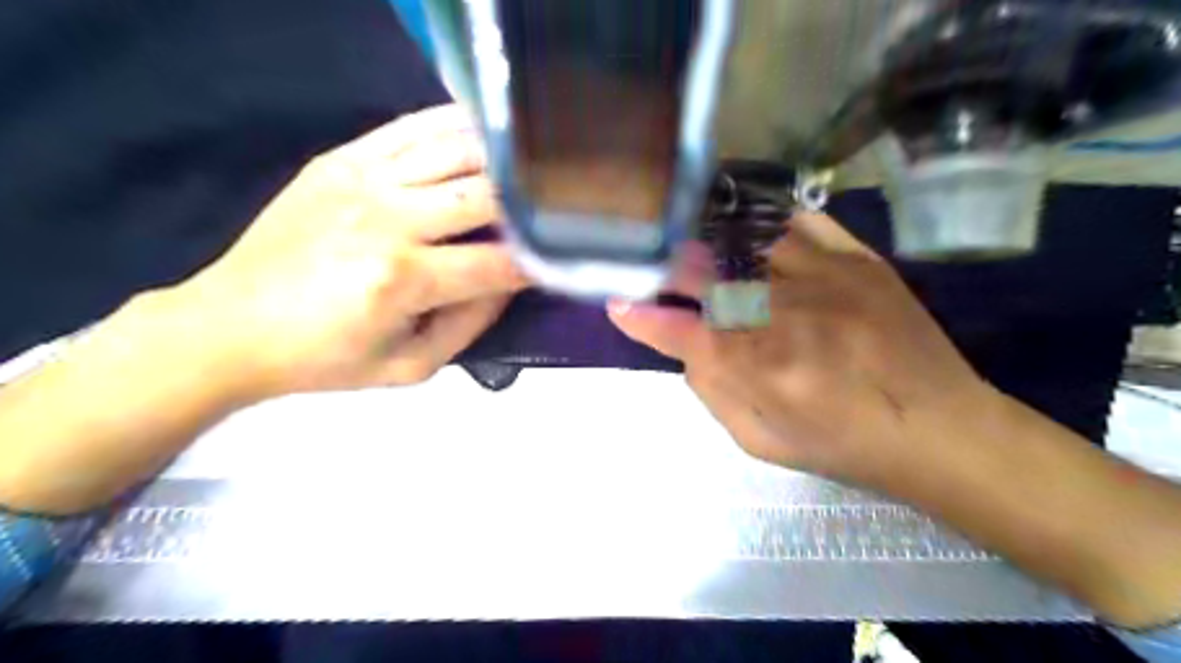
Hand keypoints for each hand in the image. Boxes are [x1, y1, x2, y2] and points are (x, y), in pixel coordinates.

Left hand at [172, 105, 524, 397]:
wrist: (230, 327)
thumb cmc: (326, 360)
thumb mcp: (411, 366)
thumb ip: (471, 324)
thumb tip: (512, 280)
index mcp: (403, 280)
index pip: (498, 262)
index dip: (539, 262)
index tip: (562, 260)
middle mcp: (387, 220)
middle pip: (486, 196)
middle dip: (531, 202)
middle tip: (556, 207)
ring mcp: (362, 180)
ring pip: (457, 151)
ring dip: (503, 158)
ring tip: (531, 167)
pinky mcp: (341, 158)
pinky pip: (412, 127)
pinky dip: (456, 124)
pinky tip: (486, 130)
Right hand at [610, 213, 994, 490]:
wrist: (939, 427)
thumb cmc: (842, 445)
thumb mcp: (761, 441)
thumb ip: (712, 393)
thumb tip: (685, 346)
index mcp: (758, 368)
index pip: (679, 332)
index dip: (641, 316)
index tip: (616, 302)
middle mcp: (783, 314)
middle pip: (705, 275)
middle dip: (666, 267)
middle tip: (646, 259)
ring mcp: (823, 278)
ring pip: (744, 241)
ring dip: (707, 237)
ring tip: (686, 232)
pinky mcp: (857, 259)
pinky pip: (799, 221)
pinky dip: (764, 219)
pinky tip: (745, 223)